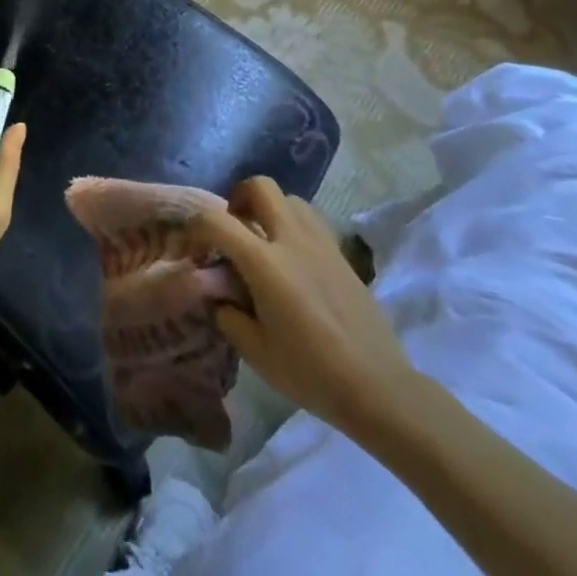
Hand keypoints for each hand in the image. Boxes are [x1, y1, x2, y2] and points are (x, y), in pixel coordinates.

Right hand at [189, 177, 416, 434]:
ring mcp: (321, 244)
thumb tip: (218, 295)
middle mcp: (291, 240)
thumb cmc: (311, 372)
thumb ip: (227, 315)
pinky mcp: (342, 256)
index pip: (216, 221)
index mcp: (264, 263)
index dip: (197, 229)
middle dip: (238, 198)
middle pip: (260, 186)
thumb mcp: (255, 352)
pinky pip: (311, 221)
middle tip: (233, 229)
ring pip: (289, 198)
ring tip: (264, 240)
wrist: (379, 389)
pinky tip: (293, 260)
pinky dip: (294, 225)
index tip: (196, 252)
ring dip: (269, 209)